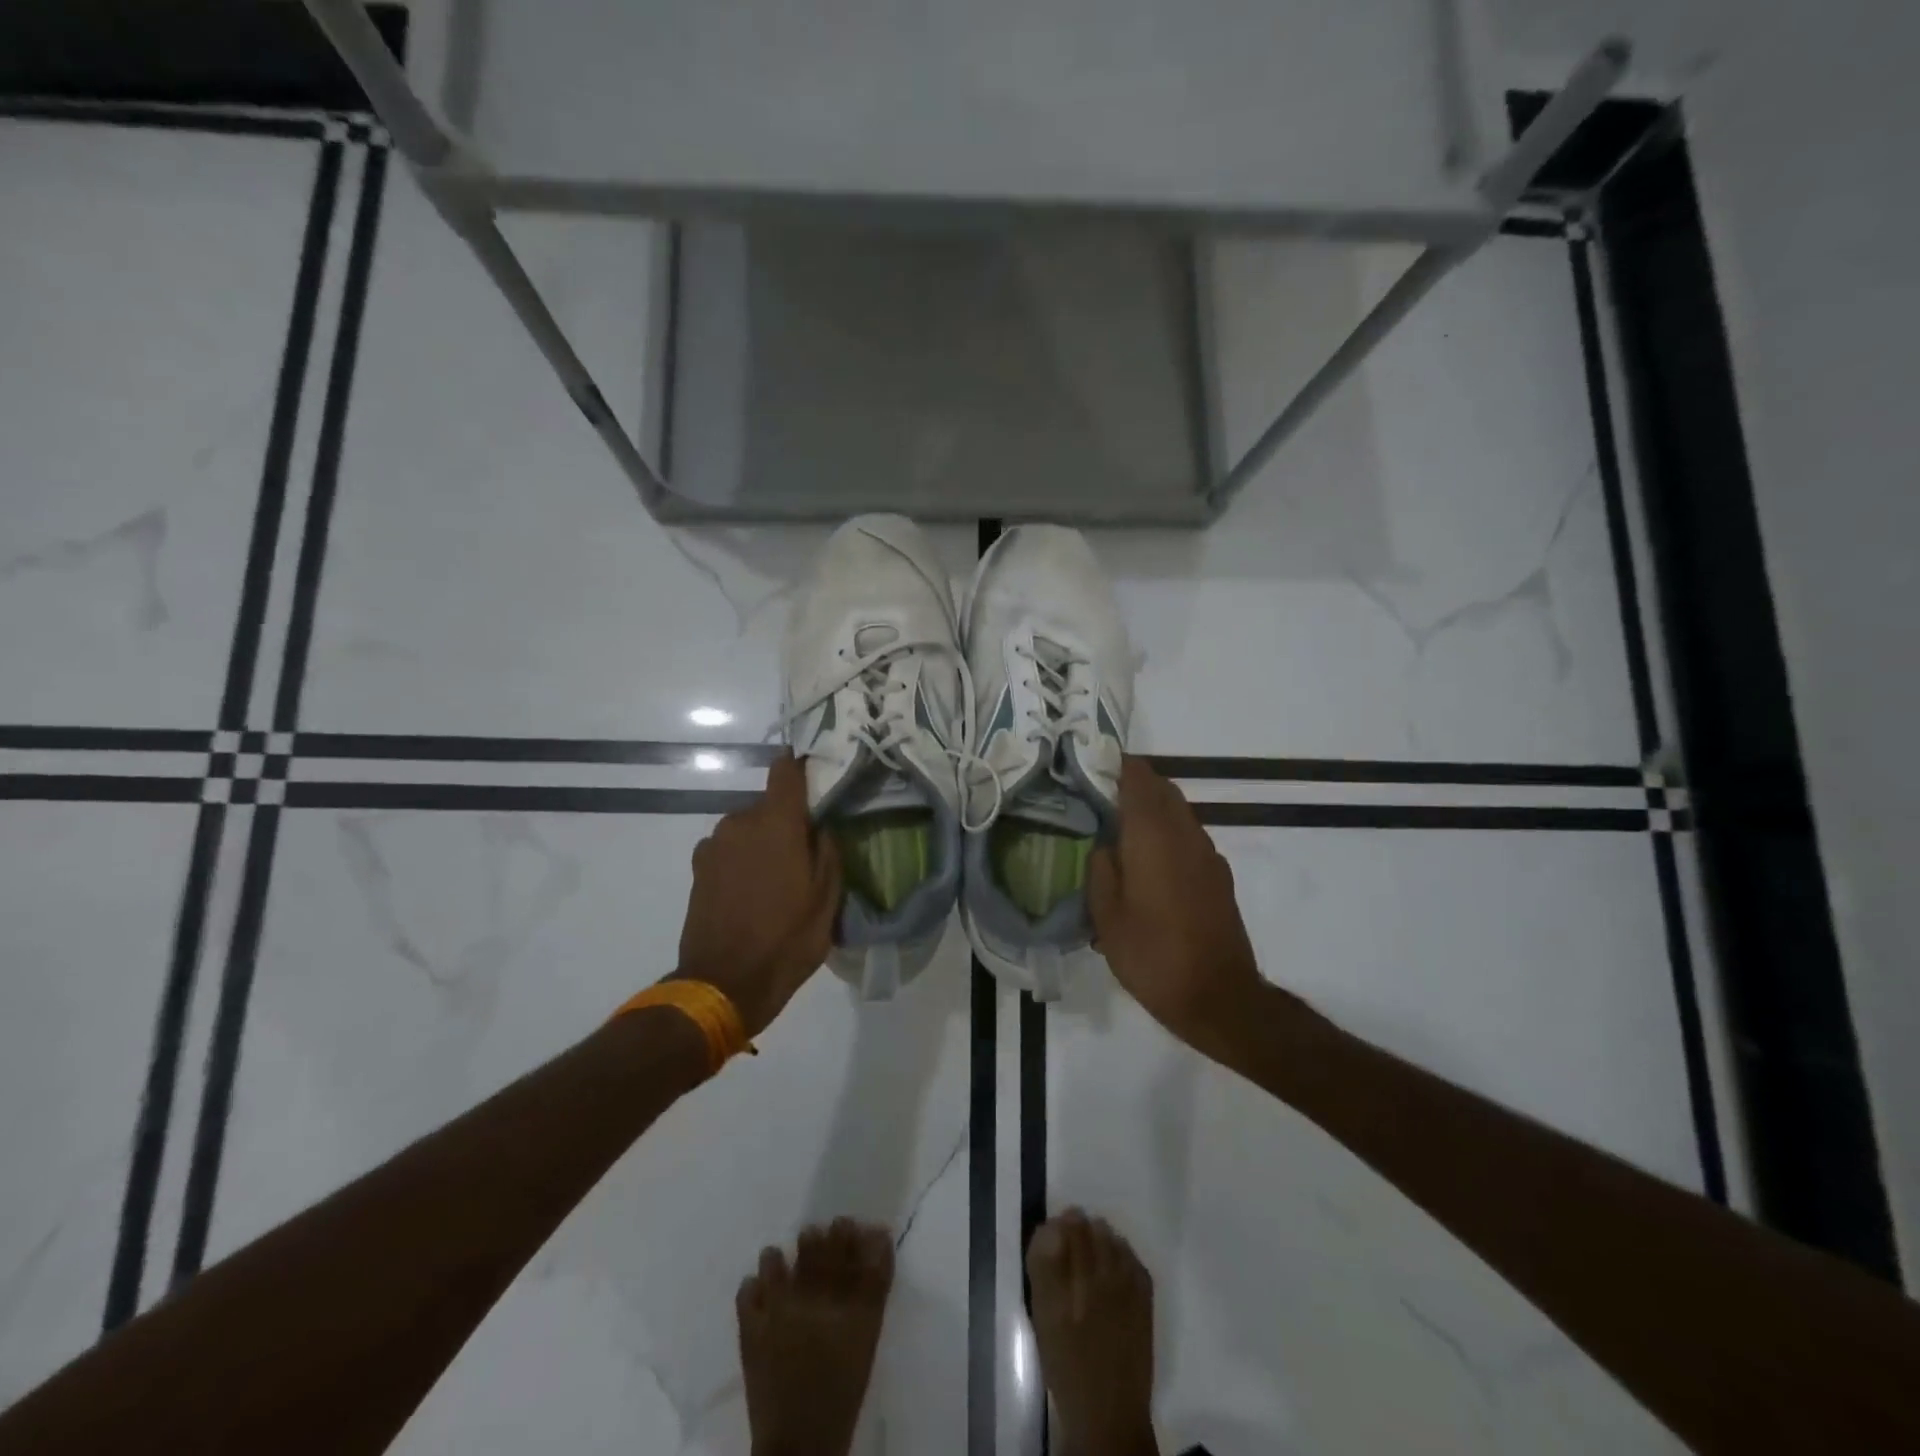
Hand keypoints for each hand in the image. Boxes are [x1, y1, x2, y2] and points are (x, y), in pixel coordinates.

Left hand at [674, 754, 841, 1037]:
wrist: (724, 984)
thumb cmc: (786, 939)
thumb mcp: (827, 900)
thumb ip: (828, 851)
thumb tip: (821, 825)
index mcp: (776, 822)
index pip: (785, 770)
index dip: (801, 767)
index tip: (817, 777)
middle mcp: (740, 822)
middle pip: (768, 805)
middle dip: (786, 822)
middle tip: (804, 854)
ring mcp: (714, 844)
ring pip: (748, 828)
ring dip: (762, 843)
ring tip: (777, 880)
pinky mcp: (698, 868)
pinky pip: (728, 849)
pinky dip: (741, 860)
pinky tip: (751, 893)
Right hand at [1088, 757, 1269, 1053]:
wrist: (1219, 997)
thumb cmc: (1153, 956)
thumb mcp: (1107, 917)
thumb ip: (1101, 871)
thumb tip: (1105, 846)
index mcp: (1153, 836)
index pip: (1138, 778)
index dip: (1116, 766)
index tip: (1091, 767)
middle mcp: (1185, 834)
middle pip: (1162, 789)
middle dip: (1133, 785)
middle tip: (1100, 798)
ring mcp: (1208, 854)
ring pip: (1179, 812)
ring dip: (1152, 810)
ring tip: (1121, 831)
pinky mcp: (1219, 876)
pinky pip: (1189, 837)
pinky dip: (1168, 834)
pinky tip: (1149, 865)